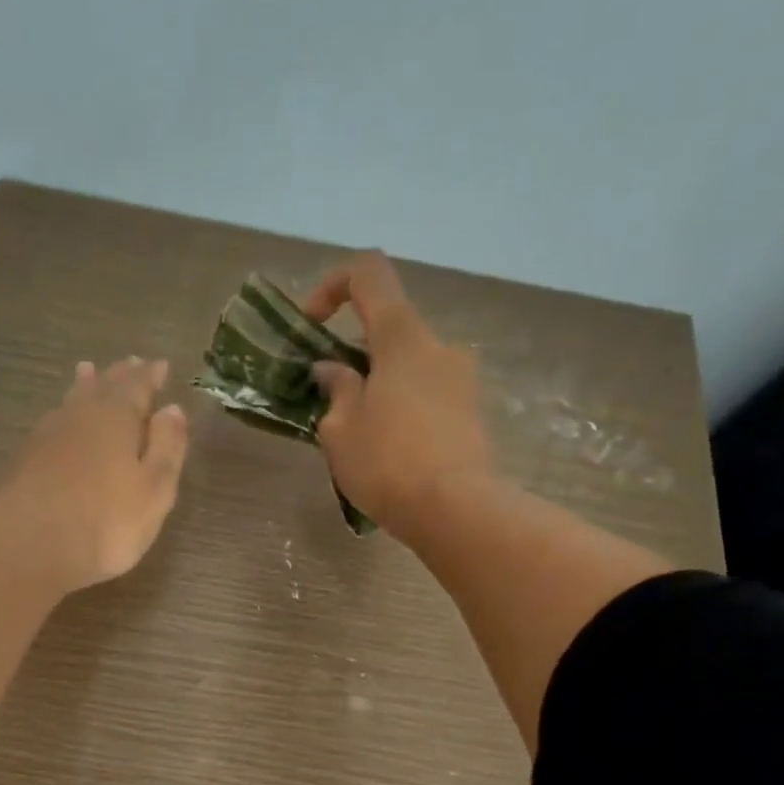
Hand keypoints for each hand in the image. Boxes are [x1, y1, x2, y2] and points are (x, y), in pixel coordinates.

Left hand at [0, 356, 188, 593]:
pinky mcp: (23, 460)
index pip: (137, 385)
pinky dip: (65, 415)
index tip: (160, 366)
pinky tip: (61, 423)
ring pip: (71, 401)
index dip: (150, 376)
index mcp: (115, 416)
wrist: (23, 547)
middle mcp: (79, 415)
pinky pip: (53, 424)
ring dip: (85, 386)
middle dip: (118, 375)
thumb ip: (166, 448)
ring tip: (88, 372)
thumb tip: (172, 410)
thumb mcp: (154, 490)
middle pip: (101, 386)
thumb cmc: (104, 521)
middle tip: (131, 363)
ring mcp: (45, 436)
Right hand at [303, 251, 493, 535]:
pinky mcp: (471, 412)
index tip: (312, 326)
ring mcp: (462, 379)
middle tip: (329, 401)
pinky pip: (427, 394)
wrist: (456, 510)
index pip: (369, 273)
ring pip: (408, 366)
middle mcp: (439, 346)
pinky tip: (388, 452)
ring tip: (357, 435)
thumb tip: (333, 370)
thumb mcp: (340, 429)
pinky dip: (401, 407)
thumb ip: (335, 389)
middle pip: (388, 329)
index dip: (333, 286)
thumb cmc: (387, 463)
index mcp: (402, 337)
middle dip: (353, 356)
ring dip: (378, 386)